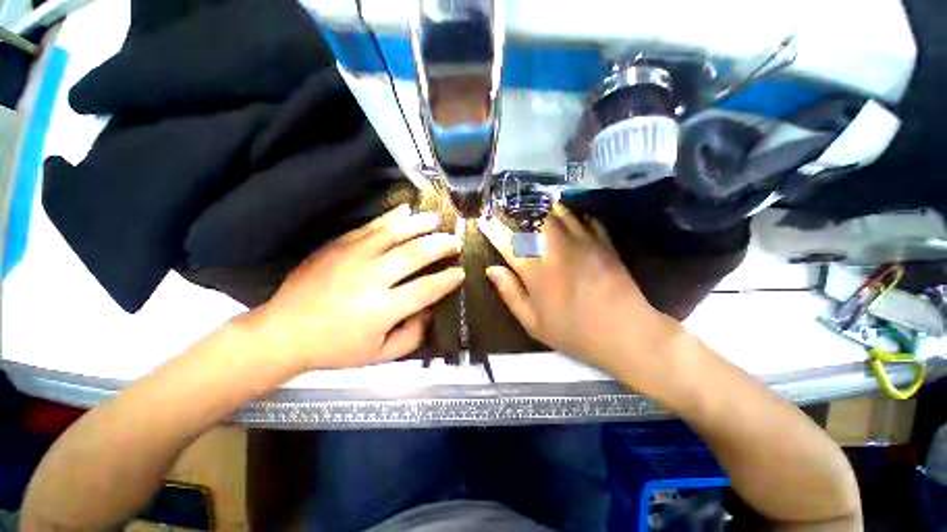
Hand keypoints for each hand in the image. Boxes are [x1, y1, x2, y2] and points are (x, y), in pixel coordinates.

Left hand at [251, 205, 463, 369]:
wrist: (283, 331)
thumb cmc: (335, 348)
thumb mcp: (379, 355)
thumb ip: (412, 336)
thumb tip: (432, 312)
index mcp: (382, 309)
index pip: (426, 288)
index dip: (448, 279)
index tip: (461, 272)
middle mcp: (371, 278)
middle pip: (415, 254)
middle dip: (441, 246)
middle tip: (456, 242)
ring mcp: (353, 256)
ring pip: (395, 233)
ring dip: (421, 224)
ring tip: (438, 220)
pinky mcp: (339, 245)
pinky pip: (371, 226)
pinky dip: (392, 216)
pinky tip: (406, 210)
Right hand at [479, 206, 683, 375]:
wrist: (624, 332)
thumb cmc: (573, 331)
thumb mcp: (533, 322)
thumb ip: (510, 292)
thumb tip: (491, 269)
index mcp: (536, 269)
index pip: (507, 242)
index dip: (493, 229)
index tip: (484, 220)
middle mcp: (556, 248)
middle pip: (534, 218)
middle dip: (519, 212)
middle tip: (512, 212)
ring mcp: (582, 241)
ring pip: (558, 212)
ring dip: (544, 209)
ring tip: (537, 209)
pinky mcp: (603, 242)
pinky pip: (585, 218)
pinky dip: (573, 214)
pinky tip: (569, 217)